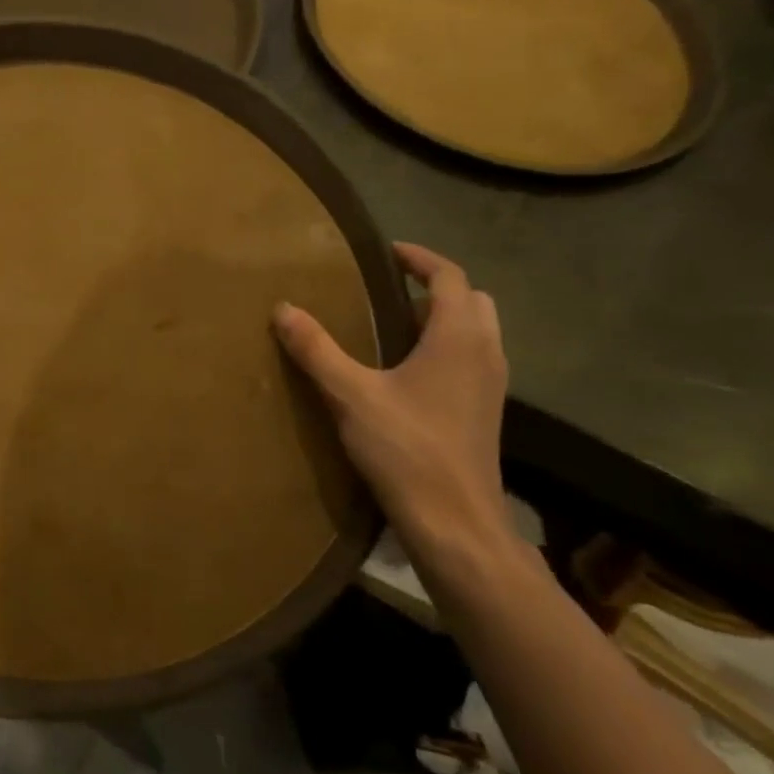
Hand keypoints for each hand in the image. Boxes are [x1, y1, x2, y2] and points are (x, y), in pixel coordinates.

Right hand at [273, 243, 508, 555]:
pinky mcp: (484, 412)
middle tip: (390, 290)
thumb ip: (317, 349)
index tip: (387, 252)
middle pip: (471, 299)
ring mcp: (490, 385)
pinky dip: (446, 347)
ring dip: (443, 318)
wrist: (455, 522)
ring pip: (476, 331)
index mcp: (458, 337)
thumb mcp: (351, 395)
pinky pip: (471, 359)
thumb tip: (283, 309)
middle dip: (435, 286)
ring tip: (395, 326)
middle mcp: (485, 353)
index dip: (419, 258)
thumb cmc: (407, 449)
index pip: (449, 276)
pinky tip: (407, 372)